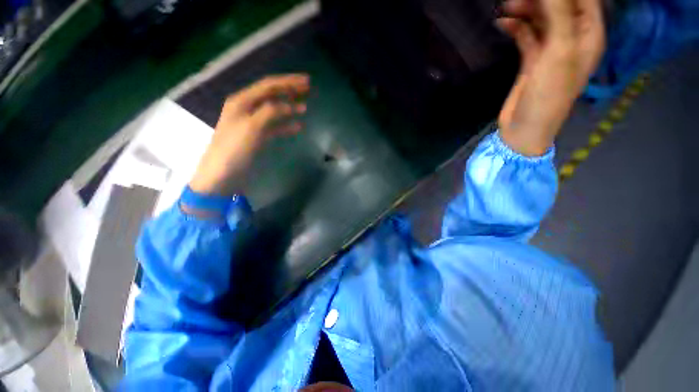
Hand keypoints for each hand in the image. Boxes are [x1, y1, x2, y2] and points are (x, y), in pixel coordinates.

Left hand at [189, 74, 309, 195]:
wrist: (223, 174)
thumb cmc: (234, 149)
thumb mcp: (251, 127)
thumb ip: (270, 112)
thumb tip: (289, 105)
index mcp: (242, 101)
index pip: (268, 86)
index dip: (288, 82)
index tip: (306, 81)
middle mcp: (247, 108)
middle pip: (272, 95)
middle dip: (290, 91)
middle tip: (308, 90)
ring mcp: (252, 123)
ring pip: (274, 110)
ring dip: (290, 108)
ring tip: (305, 107)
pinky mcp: (257, 136)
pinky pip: (274, 127)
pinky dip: (286, 125)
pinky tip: (298, 126)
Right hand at [496, 0, 604, 155]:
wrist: (525, 128)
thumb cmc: (549, 95)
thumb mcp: (559, 52)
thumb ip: (559, 15)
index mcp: (589, 34)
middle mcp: (573, 37)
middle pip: (560, 5)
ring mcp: (552, 49)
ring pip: (541, 18)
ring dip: (525, 9)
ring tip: (505, 7)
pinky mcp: (533, 59)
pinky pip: (526, 35)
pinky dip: (515, 27)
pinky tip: (502, 24)